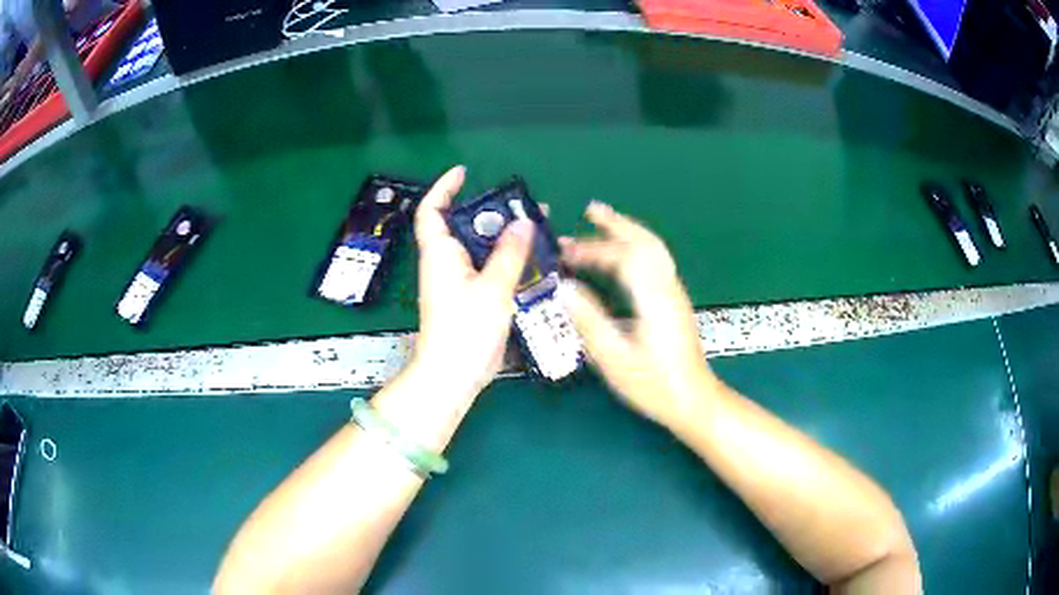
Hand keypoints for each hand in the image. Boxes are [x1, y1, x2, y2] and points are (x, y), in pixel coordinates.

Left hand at [407, 165, 534, 400]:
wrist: (454, 374)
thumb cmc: (465, 329)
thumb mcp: (492, 287)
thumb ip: (510, 253)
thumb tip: (523, 222)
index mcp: (440, 253)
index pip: (432, 211)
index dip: (444, 187)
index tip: (464, 172)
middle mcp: (447, 263)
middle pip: (467, 227)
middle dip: (493, 213)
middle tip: (525, 206)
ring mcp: (460, 282)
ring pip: (483, 250)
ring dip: (507, 239)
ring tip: (539, 229)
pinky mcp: (473, 299)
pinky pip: (491, 271)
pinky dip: (510, 262)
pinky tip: (535, 262)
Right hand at [560, 202, 719, 427]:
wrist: (693, 400)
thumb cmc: (654, 385)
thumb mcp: (615, 359)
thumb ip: (589, 322)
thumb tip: (564, 289)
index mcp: (653, 299)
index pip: (624, 257)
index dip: (593, 249)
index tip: (565, 251)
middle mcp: (667, 288)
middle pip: (645, 242)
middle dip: (617, 223)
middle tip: (589, 210)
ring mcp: (674, 293)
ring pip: (653, 250)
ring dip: (627, 233)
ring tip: (601, 223)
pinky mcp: (674, 302)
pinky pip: (655, 262)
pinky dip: (635, 248)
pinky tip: (620, 256)